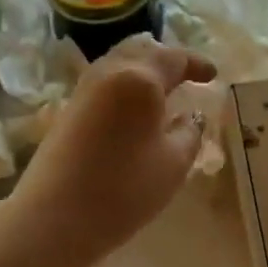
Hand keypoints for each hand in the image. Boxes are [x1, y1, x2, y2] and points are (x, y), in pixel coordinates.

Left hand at [10, 35, 217, 266]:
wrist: (54, 216)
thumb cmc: (123, 189)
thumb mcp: (173, 163)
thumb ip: (190, 133)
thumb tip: (191, 116)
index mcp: (140, 78)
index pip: (174, 58)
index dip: (196, 63)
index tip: (213, 75)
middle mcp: (109, 72)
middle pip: (141, 50)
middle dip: (166, 59)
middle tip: (187, 75)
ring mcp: (84, 88)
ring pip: (119, 62)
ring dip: (143, 69)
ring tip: (162, 90)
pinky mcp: (69, 108)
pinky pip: (104, 81)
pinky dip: (125, 83)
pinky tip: (134, 107)